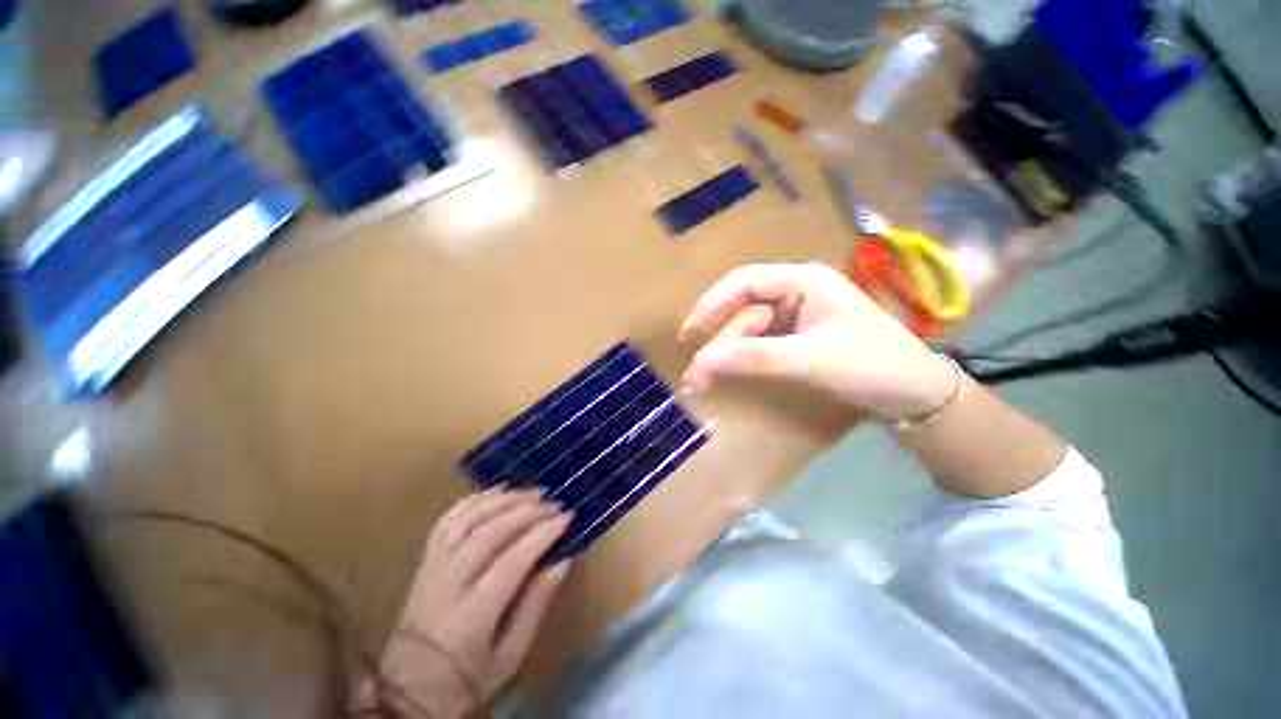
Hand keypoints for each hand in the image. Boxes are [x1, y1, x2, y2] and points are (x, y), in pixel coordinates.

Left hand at [376, 488, 570, 717]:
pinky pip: (446, 522)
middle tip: (554, 502)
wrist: (415, 679)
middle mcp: (452, 577)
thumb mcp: (511, 654)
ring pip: (467, 520)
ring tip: (528, 492)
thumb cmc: (470, 675)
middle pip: (490, 532)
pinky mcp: (424, 561)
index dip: (542, 534)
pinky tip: (487, 496)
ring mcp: (434, 565)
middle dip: (525, 511)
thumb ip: (534, 607)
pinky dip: (468, 504)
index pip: (514, 558)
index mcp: (477, 607)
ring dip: (499, 501)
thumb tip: (560, 564)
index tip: (567, 518)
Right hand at [680, 263, 955, 420]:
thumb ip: (756, 358)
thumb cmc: (870, 363)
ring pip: (760, 330)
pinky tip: (740, 376)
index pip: (747, 281)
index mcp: (806, 280)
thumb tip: (701, 363)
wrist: (917, 393)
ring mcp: (810, 318)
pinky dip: (755, 360)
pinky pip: (775, 345)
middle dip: (723, 340)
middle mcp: (805, 291)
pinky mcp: (815, 342)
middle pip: (750, 309)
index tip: (688, 336)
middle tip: (698, 377)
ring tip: (710, 383)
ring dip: (735, 353)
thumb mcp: (811, 360)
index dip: (713, 304)